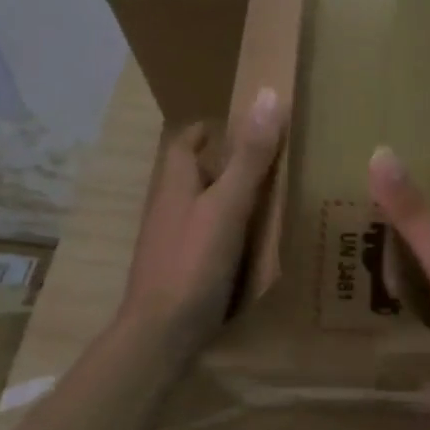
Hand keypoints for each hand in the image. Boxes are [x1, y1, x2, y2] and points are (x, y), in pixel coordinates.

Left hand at [120, 87, 284, 355]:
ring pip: (199, 207)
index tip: (243, 125)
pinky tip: (252, 244)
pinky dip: (227, 231)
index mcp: (175, 184)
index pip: (185, 141)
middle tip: (267, 161)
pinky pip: (205, 237)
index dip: (210, 129)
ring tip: (268, 199)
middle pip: (193, 173)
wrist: (161, 333)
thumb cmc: (193, 262)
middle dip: (223, 163)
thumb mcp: (228, 205)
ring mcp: (171, 241)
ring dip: (226, 197)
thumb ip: (249, 157)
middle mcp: (168, 207)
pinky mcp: (180, 269)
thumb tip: (267, 96)